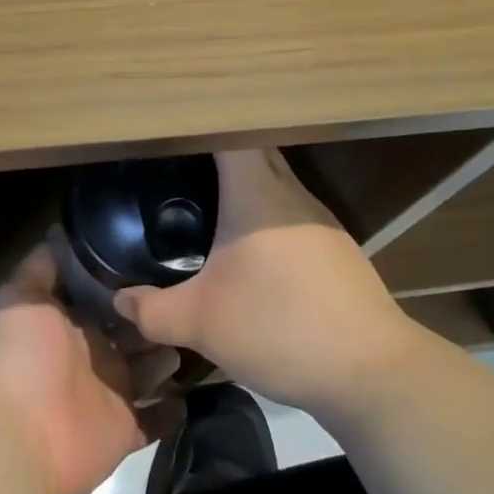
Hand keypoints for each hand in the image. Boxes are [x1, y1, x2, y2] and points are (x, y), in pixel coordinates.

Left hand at [0, 233, 179, 493]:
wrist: (20, 435)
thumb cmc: (22, 356)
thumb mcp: (22, 296)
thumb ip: (43, 264)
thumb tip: (61, 229)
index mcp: (68, 321)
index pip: (102, 294)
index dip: (125, 277)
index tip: (158, 254)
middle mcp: (90, 353)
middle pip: (130, 331)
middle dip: (154, 314)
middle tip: (193, 292)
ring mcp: (109, 392)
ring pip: (148, 370)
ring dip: (168, 355)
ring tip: (199, 331)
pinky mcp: (124, 429)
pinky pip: (155, 420)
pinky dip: (172, 410)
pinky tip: (194, 390)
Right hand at [115, 150, 410, 412]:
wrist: (373, 373)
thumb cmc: (279, 327)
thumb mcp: (201, 323)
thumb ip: (152, 309)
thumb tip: (119, 300)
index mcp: (257, 192)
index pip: (231, 131)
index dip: (202, 120)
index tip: (174, 123)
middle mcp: (292, 193)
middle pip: (254, 151)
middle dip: (217, 151)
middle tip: (177, 162)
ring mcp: (320, 220)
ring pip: (276, 183)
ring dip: (245, 186)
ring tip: (205, 200)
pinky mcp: (337, 249)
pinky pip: (291, 213)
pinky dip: (266, 216)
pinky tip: (250, 249)